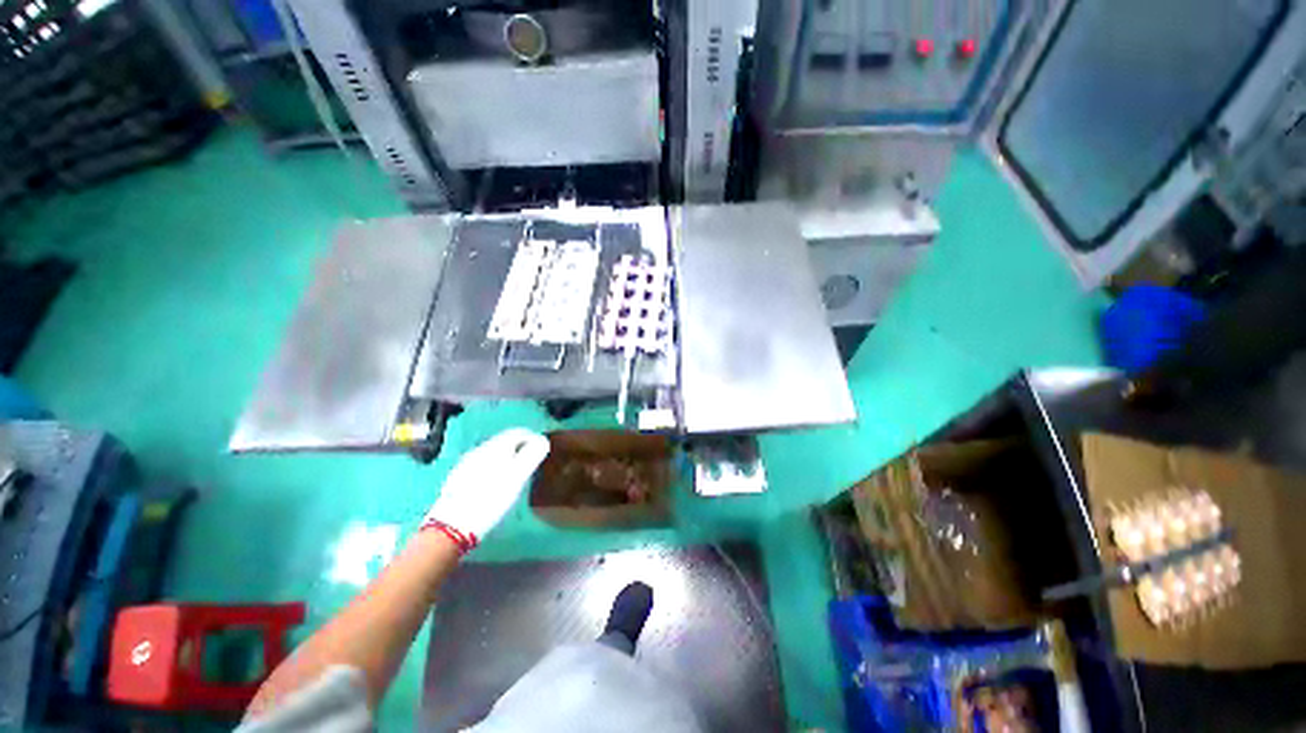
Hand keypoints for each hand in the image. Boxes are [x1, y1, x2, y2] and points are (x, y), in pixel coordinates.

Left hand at [422, 428, 549, 551]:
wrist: (451, 527)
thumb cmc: (491, 500)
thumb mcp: (517, 478)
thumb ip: (532, 456)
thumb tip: (543, 441)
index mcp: (496, 447)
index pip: (518, 432)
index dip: (533, 437)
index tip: (542, 449)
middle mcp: (480, 449)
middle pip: (505, 441)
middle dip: (520, 447)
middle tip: (531, 462)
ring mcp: (466, 463)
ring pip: (493, 453)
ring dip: (507, 458)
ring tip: (516, 473)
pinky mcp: (458, 477)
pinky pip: (482, 464)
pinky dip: (495, 467)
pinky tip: (495, 483)